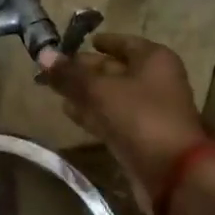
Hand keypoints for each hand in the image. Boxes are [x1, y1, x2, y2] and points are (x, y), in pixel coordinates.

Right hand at [38, 33, 207, 211]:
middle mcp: (154, 80)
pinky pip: (111, 118)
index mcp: (153, 59)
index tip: (75, 43)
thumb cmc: (139, 116)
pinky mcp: (139, 136)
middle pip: (115, 69)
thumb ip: (70, 74)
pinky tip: (68, 112)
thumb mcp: (100, 90)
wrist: (171, 172)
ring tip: (54, 90)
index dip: (100, 42)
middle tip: (54, 69)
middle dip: (85, 69)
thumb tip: (43, 54)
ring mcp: (147, 110)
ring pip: (110, 96)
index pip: (124, 42)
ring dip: (84, 93)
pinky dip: (91, 114)